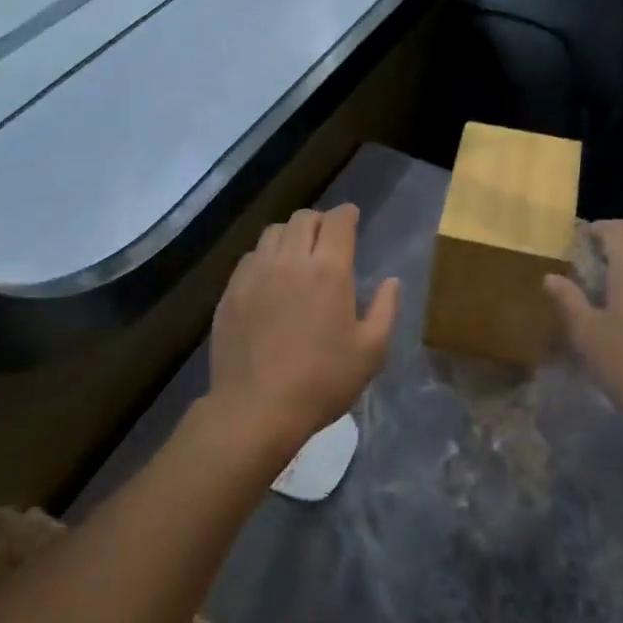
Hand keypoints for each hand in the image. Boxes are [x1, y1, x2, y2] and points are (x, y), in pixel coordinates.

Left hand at [207, 204, 399, 462]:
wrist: (256, 407)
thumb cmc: (322, 381)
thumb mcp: (371, 352)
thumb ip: (385, 310)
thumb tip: (391, 282)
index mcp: (328, 269)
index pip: (337, 221)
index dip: (347, 214)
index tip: (352, 219)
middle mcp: (289, 260)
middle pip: (303, 219)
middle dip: (319, 221)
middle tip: (328, 238)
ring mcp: (255, 273)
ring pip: (273, 233)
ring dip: (290, 235)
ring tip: (297, 254)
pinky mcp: (231, 291)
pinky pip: (250, 257)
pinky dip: (266, 257)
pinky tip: (270, 278)